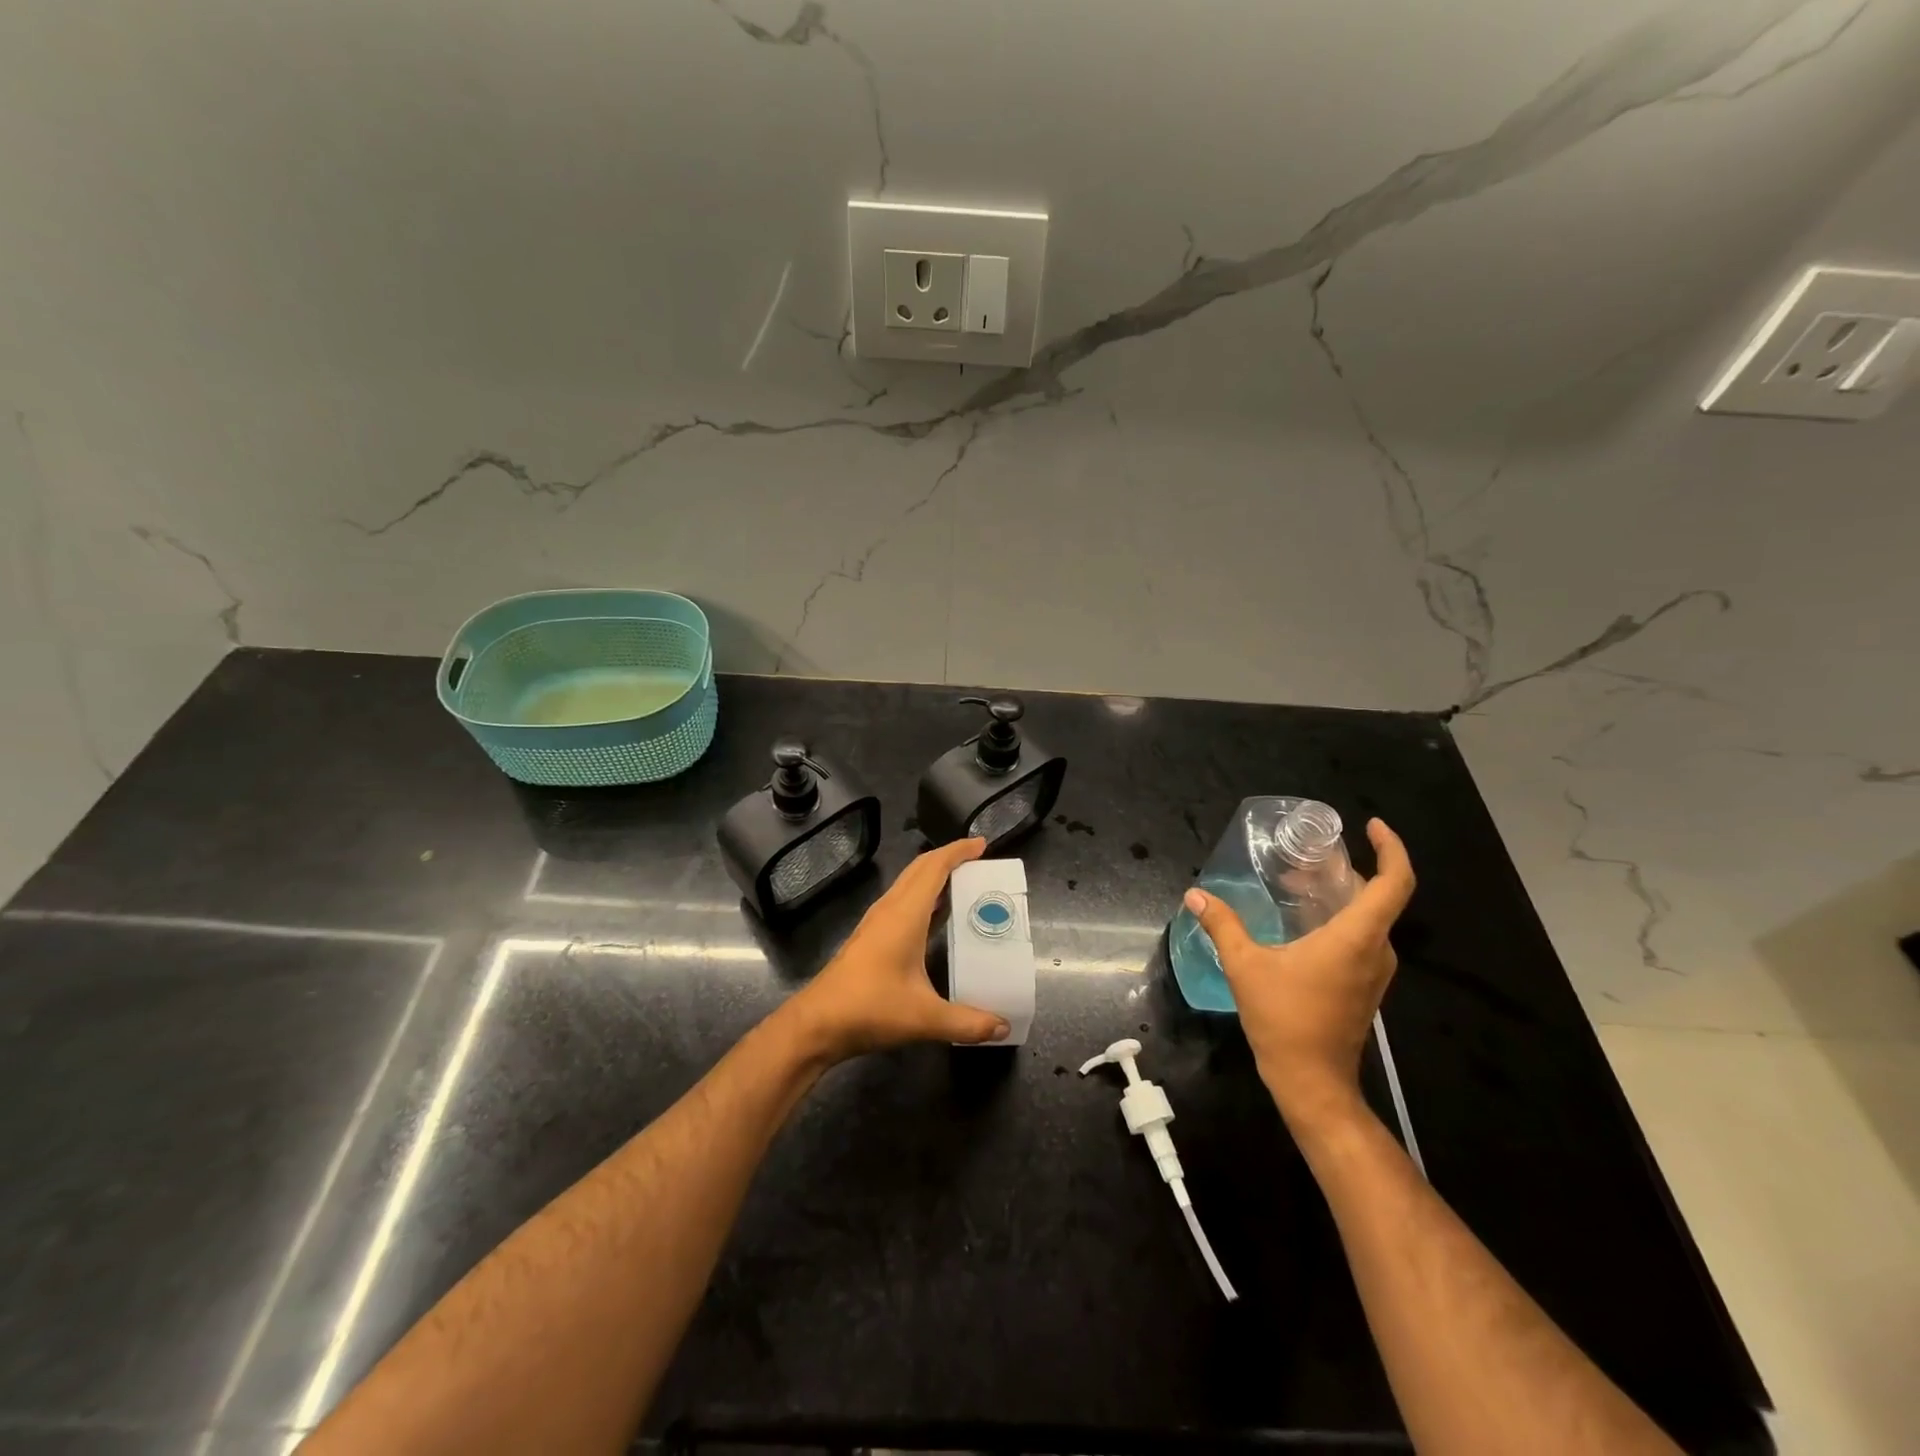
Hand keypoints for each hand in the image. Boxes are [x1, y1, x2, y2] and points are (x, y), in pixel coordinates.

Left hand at [787, 837, 1009, 1062]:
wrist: (817, 1024)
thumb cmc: (870, 1009)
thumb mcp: (924, 1018)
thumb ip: (967, 1023)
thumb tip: (1003, 1028)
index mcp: (905, 914)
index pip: (934, 868)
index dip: (958, 851)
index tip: (982, 843)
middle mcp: (890, 910)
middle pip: (920, 869)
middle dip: (948, 858)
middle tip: (979, 861)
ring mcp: (876, 922)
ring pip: (908, 885)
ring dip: (934, 876)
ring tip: (964, 883)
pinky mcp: (870, 937)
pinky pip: (902, 902)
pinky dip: (923, 897)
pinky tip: (936, 917)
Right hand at [1183, 818, 1415, 1136]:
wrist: (1312, 1082)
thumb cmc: (1284, 1019)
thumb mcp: (1245, 967)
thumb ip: (1222, 925)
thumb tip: (1195, 894)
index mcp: (1357, 937)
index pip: (1394, 883)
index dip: (1392, 849)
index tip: (1373, 826)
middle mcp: (1376, 950)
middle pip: (1379, 896)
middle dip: (1348, 869)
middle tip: (1308, 856)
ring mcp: (1374, 971)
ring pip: (1369, 918)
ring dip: (1340, 895)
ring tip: (1299, 883)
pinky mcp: (1365, 986)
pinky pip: (1362, 937)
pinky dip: (1339, 918)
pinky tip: (1302, 921)